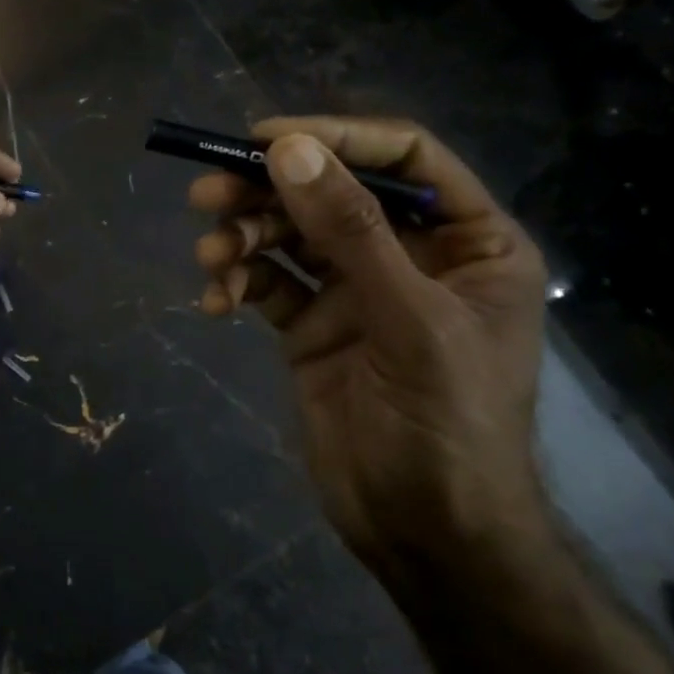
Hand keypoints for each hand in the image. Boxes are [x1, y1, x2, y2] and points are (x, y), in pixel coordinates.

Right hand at [191, 117, 551, 593]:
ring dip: (244, 239)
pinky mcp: (313, 326)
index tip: (265, 139)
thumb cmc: (447, 425)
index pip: (403, 158)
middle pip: (331, 194)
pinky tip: (216, 303)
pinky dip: (239, 284)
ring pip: (290, 237)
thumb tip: (288, 151)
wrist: (425, 534)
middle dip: (268, 192)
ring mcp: (356, 291)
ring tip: (211, 258)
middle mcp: (411, 256)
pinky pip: (269, 285)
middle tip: (206, 194)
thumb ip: (350, 232)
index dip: (336, 138)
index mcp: (467, 241)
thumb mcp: (409, 320)